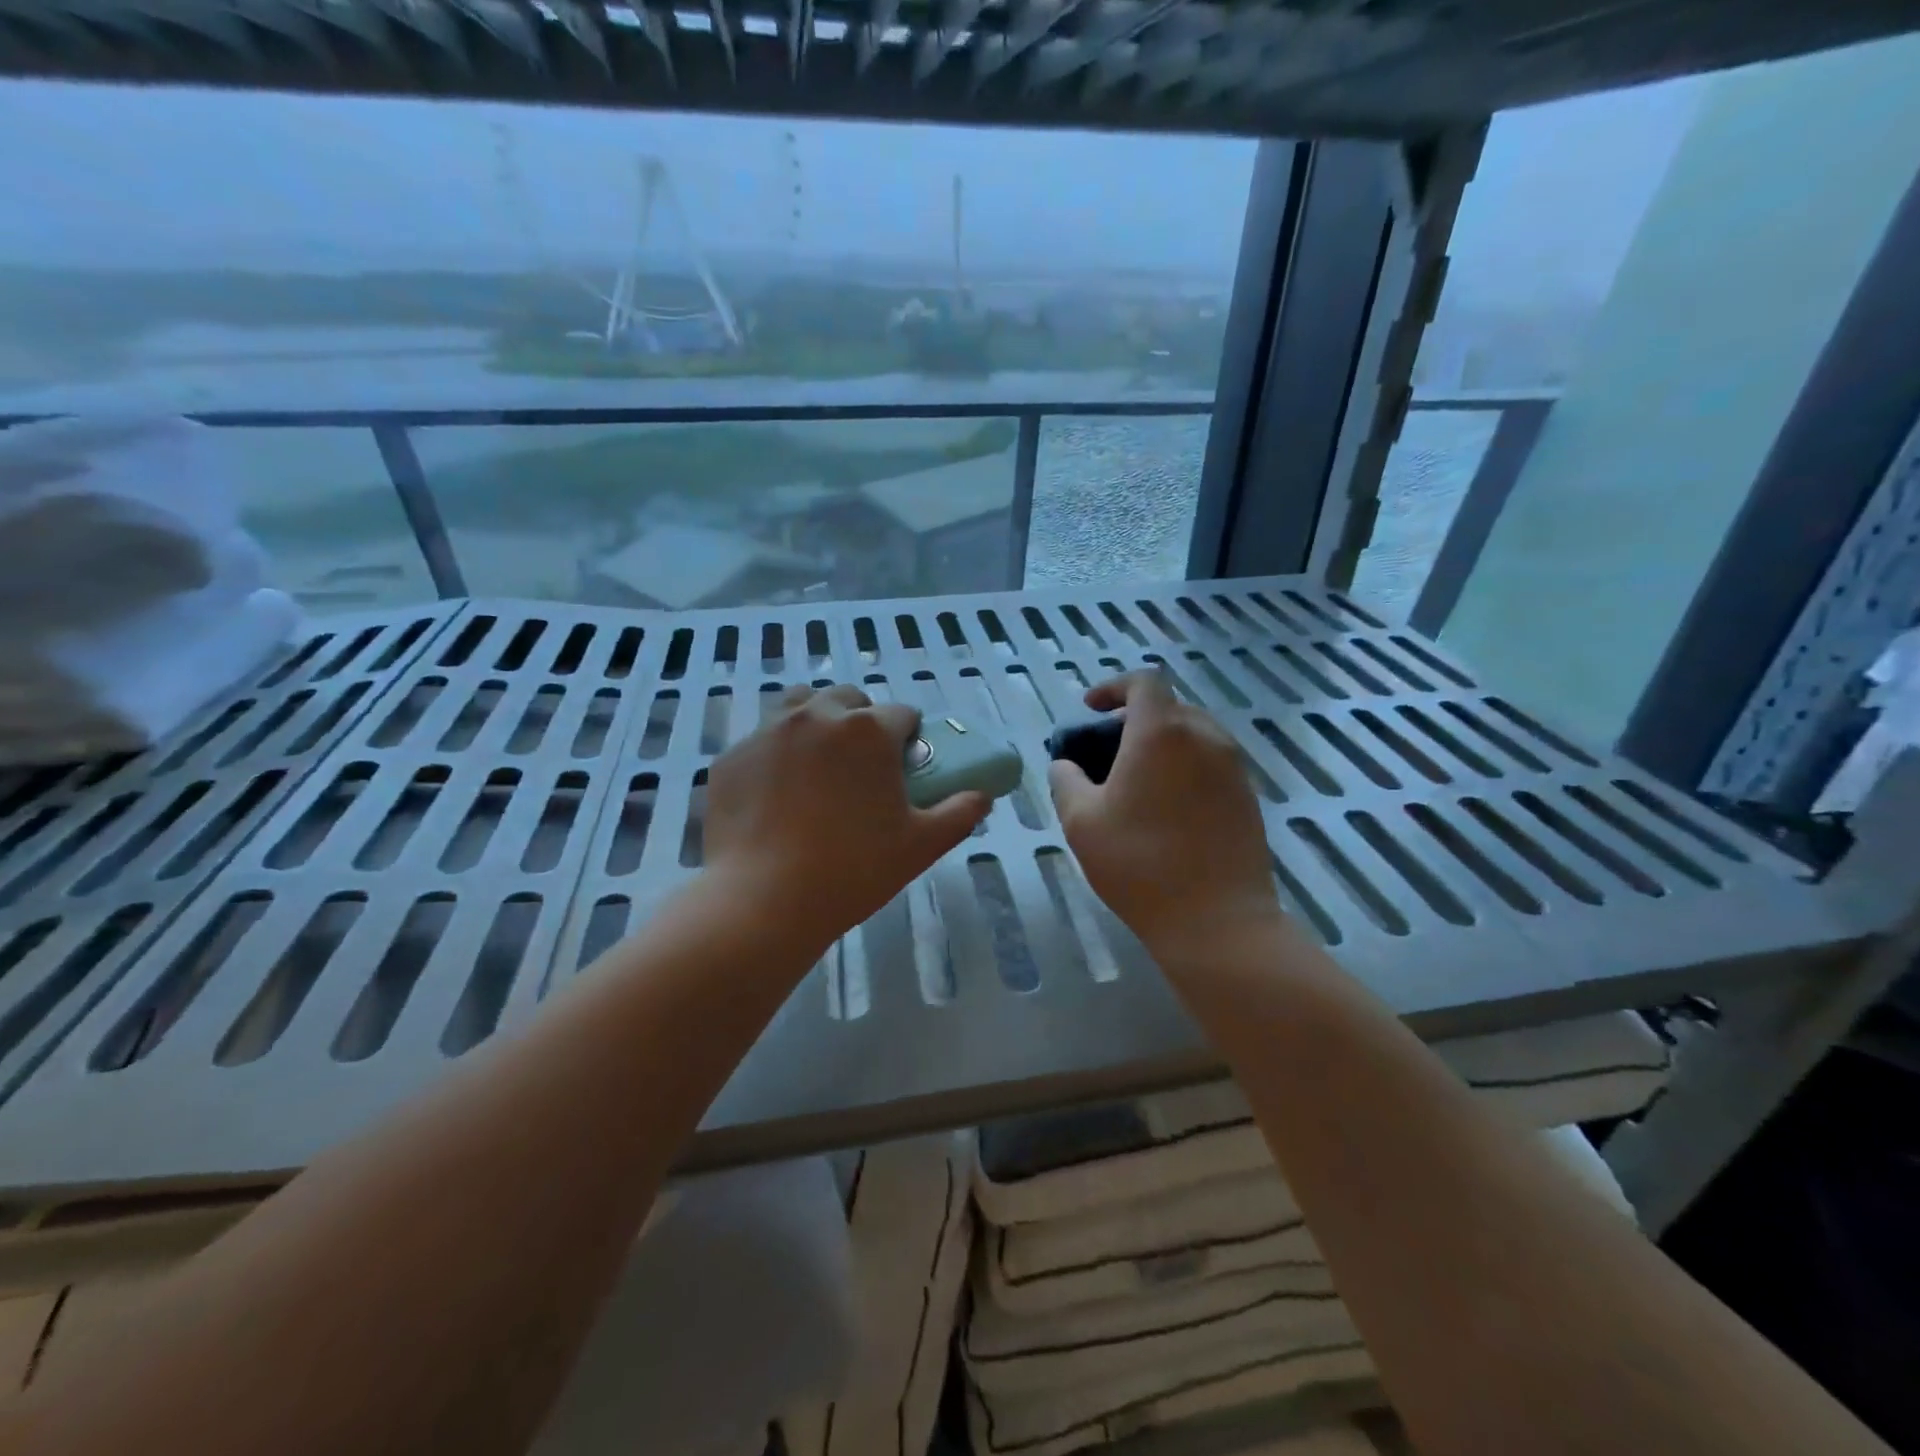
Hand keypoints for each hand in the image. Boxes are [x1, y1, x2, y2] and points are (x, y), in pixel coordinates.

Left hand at [705, 684, 988, 946]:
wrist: (762, 900)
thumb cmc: (853, 870)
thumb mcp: (921, 846)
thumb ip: (960, 813)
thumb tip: (982, 796)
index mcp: (869, 731)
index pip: (903, 714)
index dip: (909, 738)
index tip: (904, 767)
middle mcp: (818, 716)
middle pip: (849, 699)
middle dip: (861, 721)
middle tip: (861, 767)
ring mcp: (768, 732)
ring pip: (800, 705)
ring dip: (816, 721)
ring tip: (817, 765)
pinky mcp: (732, 757)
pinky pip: (761, 740)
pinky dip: (776, 754)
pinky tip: (776, 794)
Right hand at [1049, 670, 1281, 955]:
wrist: (1218, 920)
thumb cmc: (1139, 863)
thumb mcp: (1081, 821)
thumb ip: (1065, 780)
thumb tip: (1065, 764)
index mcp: (1162, 732)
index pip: (1144, 682)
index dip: (1113, 687)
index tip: (1090, 709)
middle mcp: (1205, 737)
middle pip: (1169, 708)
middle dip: (1133, 719)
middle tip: (1106, 752)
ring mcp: (1234, 768)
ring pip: (1193, 736)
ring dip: (1161, 744)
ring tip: (1135, 782)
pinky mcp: (1249, 797)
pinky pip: (1211, 764)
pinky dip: (1184, 768)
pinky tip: (1166, 809)